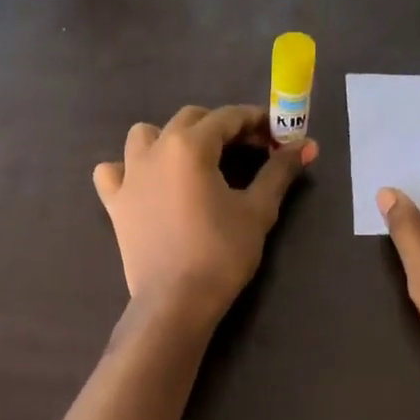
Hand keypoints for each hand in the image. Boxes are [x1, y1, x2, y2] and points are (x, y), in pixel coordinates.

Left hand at [94, 105, 317, 322]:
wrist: (176, 301)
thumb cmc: (222, 253)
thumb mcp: (258, 210)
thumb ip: (279, 171)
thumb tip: (307, 145)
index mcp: (190, 145)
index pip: (227, 118)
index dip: (256, 122)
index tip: (276, 135)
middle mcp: (155, 149)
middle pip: (190, 119)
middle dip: (221, 127)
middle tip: (248, 150)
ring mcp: (129, 174)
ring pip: (146, 135)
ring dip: (172, 138)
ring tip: (194, 161)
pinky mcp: (114, 201)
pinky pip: (113, 171)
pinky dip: (128, 169)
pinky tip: (146, 183)